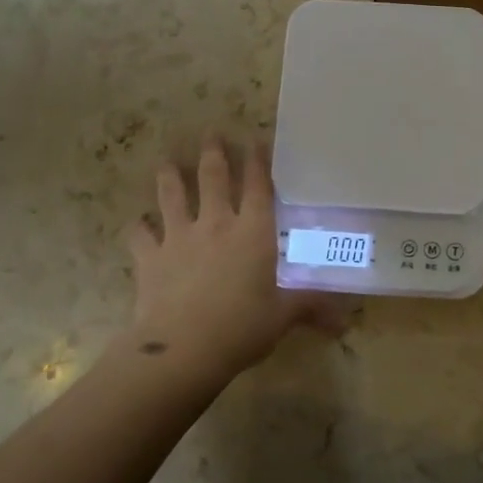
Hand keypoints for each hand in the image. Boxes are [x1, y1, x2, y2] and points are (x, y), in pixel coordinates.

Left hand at [126, 137, 349, 384]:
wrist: (182, 349)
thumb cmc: (242, 327)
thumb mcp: (283, 316)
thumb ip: (310, 308)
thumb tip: (344, 321)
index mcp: (254, 232)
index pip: (257, 186)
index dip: (257, 161)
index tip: (254, 139)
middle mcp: (216, 224)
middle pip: (213, 178)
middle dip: (213, 153)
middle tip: (211, 133)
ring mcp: (179, 238)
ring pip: (173, 196)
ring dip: (170, 176)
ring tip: (167, 161)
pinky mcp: (151, 258)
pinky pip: (140, 236)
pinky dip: (138, 228)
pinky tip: (138, 223)